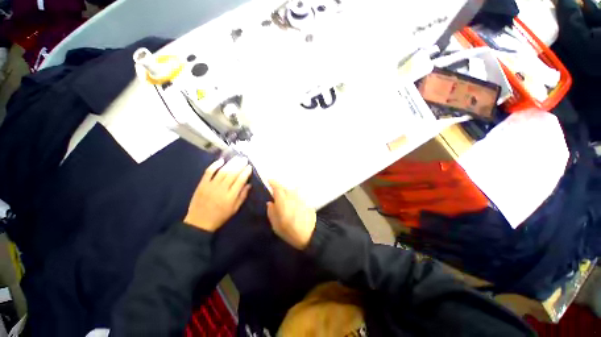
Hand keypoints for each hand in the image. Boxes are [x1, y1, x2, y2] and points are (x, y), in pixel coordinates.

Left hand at [184, 157, 251, 231]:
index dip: (246, 172)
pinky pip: (208, 172)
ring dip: (230, 163)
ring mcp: (211, 186)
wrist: (199, 222)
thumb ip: (242, 196)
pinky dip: (214, 165)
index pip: (240, 181)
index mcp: (231, 196)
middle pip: (232, 174)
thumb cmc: (220, 216)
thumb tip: (249, 184)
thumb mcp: (235, 209)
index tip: (249, 166)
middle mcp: (222, 189)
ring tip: (236, 158)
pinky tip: (221, 160)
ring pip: (222, 171)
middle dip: (239, 165)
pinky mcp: (202, 184)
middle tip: (244, 159)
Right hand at [266, 180, 316, 249]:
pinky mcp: (306, 202)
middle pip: (285, 188)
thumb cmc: (290, 231)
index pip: (277, 187)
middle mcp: (292, 197)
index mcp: (283, 201)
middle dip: (279, 188)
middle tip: (275, 191)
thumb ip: (271, 212)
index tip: (269, 180)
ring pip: (292, 191)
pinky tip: (293, 203)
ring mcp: (300, 198)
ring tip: (284, 197)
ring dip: (287, 192)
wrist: (310, 235)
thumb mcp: (276, 225)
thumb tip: (270, 203)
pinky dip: (294, 197)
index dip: (273, 183)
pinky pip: (298, 196)